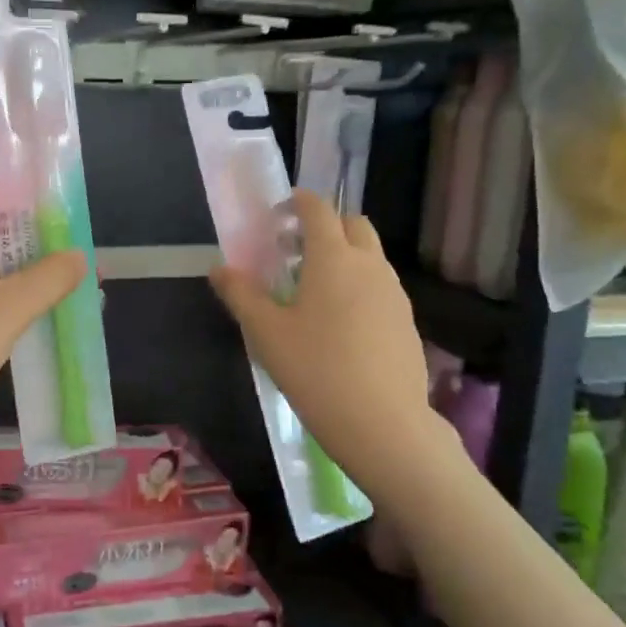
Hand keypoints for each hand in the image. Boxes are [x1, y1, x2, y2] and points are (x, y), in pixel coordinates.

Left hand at [0, 189, 87, 454]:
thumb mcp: (9, 309)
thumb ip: (49, 278)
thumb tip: (79, 254)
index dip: (23, 200)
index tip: (63, 215)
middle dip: (39, 244)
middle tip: (81, 256)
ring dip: (32, 279)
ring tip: (75, 288)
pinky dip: (16, 306)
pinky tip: (45, 321)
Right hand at [209, 191, 440, 484]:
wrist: (383, 424)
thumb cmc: (315, 370)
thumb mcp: (265, 333)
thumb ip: (240, 295)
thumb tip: (219, 269)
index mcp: (333, 258)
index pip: (318, 209)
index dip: (298, 202)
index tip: (278, 213)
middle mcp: (370, 265)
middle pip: (353, 224)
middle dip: (325, 226)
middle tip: (295, 252)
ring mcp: (394, 293)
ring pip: (370, 256)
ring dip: (344, 256)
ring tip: (314, 291)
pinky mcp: (407, 322)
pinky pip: (381, 287)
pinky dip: (360, 286)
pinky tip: (341, 325)